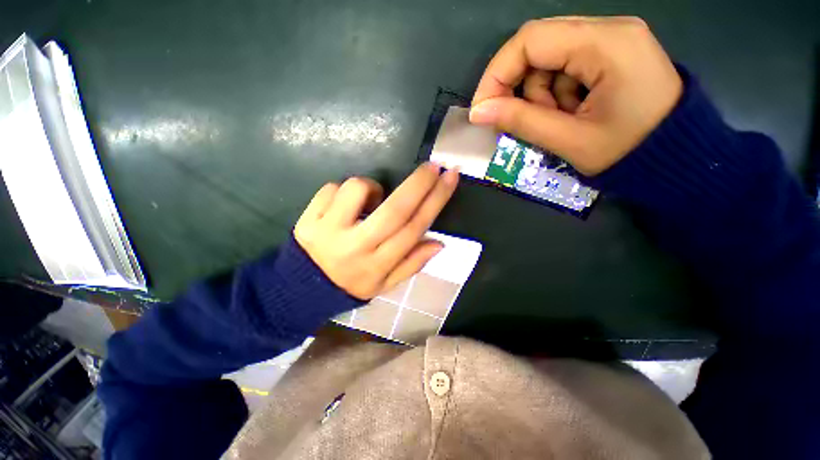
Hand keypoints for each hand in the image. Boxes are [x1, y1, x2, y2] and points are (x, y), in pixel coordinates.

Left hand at [294, 163, 458, 299]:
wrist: (303, 287)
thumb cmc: (352, 283)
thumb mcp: (386, 284)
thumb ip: (412, 264)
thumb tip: (439, 242)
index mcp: (378, 265)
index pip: (414, 228)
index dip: (435, 201)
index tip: (450, 177)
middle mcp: (356, 247)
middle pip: (394, 209)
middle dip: (419, 183)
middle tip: (433, 166)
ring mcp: (328, 231)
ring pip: (358, 189)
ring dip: (372, 187)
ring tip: (371, 201)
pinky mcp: (308, 219)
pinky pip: (331, 188)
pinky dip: (343, 190)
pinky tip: (343, 207)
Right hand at [470, 16, 682, 175]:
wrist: (678, 158)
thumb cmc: (630, 153)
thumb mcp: (569, 141)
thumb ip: (521, 122)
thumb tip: (479, 112)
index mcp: (606, 44)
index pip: (530, 40)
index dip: (496, 74)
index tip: (482, 109)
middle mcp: (610, 30)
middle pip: (538, 45)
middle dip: (519, 86)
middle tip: (520, 119)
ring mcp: (613, 40)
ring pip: (549, 58)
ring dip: (540, 93)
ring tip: (557, 121)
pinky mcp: (611, 54)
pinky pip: (566, 66)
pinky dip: (556, 93)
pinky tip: (570, 113)